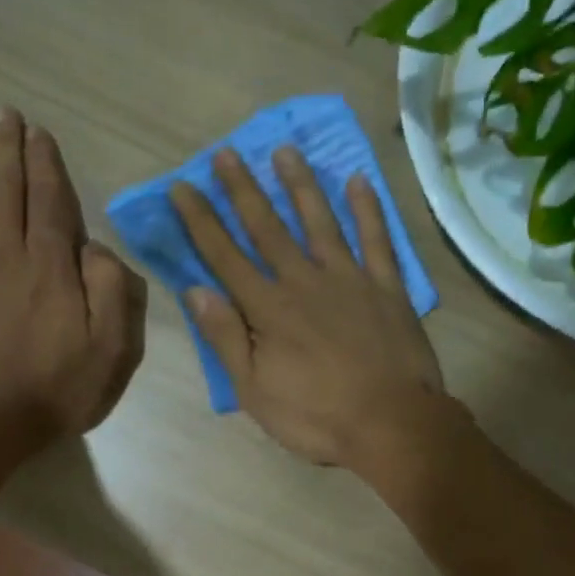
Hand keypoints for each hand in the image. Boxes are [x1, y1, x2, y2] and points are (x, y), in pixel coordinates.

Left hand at [0, 109, 145, 437]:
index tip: (39, 131)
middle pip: (7, 191)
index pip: (49, 202)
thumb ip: (111, 290)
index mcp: (52, 267)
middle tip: (5, 114)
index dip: (45, 163)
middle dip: (8, 150)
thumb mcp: (111, 347)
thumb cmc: (59, 386)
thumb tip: (96, 247)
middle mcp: (9, 256)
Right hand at [170, 147, 445, 470]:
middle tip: (227, 152)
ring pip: (319, 222)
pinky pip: (377, 240)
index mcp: (268, 309)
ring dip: (300, 186)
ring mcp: (349, 279)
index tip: (182, 186)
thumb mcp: (255, 391)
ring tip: (286, 151)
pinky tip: (358, 181)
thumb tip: (196, 291)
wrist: (391, 424)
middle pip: (268, 228)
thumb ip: (226, 338)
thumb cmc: (317, 416)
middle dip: (243, 190)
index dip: (201, 221)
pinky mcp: (386, 287)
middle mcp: (304, 282)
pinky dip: (368, 210)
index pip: (225, 257)